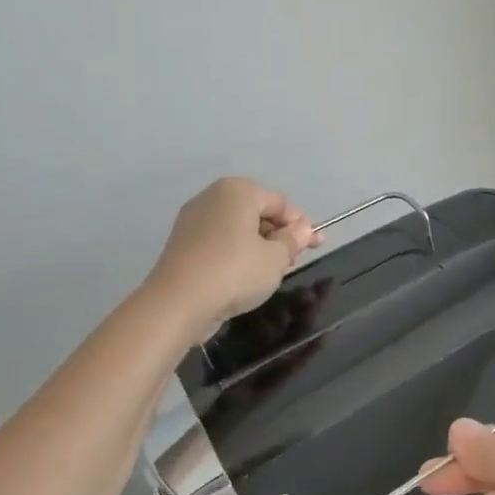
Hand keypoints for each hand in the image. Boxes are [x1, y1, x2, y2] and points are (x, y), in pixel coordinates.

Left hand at [146, 178, 320, 343]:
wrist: (178, 303)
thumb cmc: (235, 271)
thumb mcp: (276, 257)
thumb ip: (293, 240)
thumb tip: (302, 230)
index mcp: (238, 191)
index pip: (281, 203)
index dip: (302, 224)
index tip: (316, 247)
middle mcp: (213, 197)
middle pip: (258, 213)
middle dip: (280, 235)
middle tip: (294, 261)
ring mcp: (193, 221)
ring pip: (239, 229)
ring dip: (260, 247)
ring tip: (273, 272)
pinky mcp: (183, 245)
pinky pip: (220, 243)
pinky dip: (238, 255)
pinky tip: (246, 277)